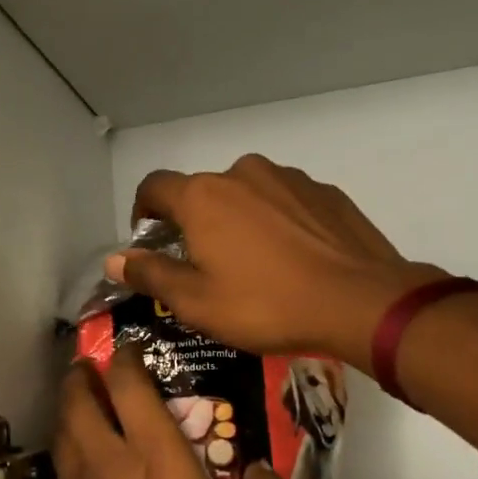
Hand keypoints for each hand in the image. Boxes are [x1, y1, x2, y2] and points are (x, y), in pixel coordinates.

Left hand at [49, 351, 288, 478]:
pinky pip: (64, 477)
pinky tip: (86, 472)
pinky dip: (70, 457)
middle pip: (79, 402)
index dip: (125, 360)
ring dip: (69, 411)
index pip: (130, 388)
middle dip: (81, 376)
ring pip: (64, 436)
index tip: (129, 349)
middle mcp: (109, 466)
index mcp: (156, 460)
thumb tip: (268, 470)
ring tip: (80, 405)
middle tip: (89, 367)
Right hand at [108, 155, 444, 372]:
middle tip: (205, 267)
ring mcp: (290, 179)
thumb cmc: (266, 305)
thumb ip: (151, 275)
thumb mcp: (196, 302)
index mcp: (204, 196)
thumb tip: (116, 259)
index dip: (143, 213)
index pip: (154, 187)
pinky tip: (292, 260)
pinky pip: (286, 203)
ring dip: (238, 221)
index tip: (150, 243)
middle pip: (202, 192)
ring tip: (254, 266)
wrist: (361, 302)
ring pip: (247, 195)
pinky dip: (277, 223)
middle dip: (194, 223)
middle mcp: (243, 173)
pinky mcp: (325, 193)